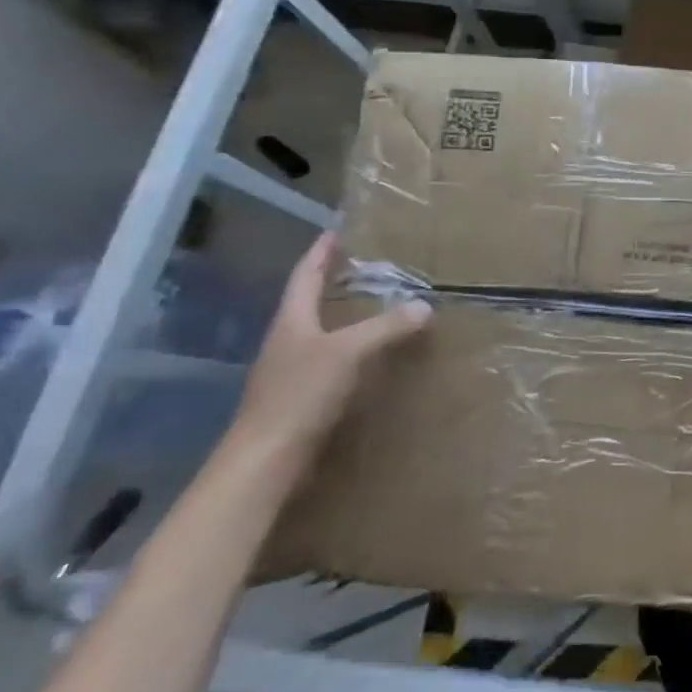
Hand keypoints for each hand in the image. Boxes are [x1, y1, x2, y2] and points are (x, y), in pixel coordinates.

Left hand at [227, 234, 430, 464]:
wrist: (266, 459)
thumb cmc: (301, 394)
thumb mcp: (349, 352)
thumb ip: (386, 327)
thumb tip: (425, 306)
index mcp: (291, 322)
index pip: (305, 277)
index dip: (320, 254)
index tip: (335, 232)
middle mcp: (288, 341)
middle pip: (309, 303)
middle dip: (333, 283)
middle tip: (364, 267)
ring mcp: (291, 371)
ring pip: (321, 333)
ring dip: (345, 318)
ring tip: (376, 308)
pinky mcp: (302, 398)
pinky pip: (331, 361)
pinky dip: (352, 351)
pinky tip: (372, 357)